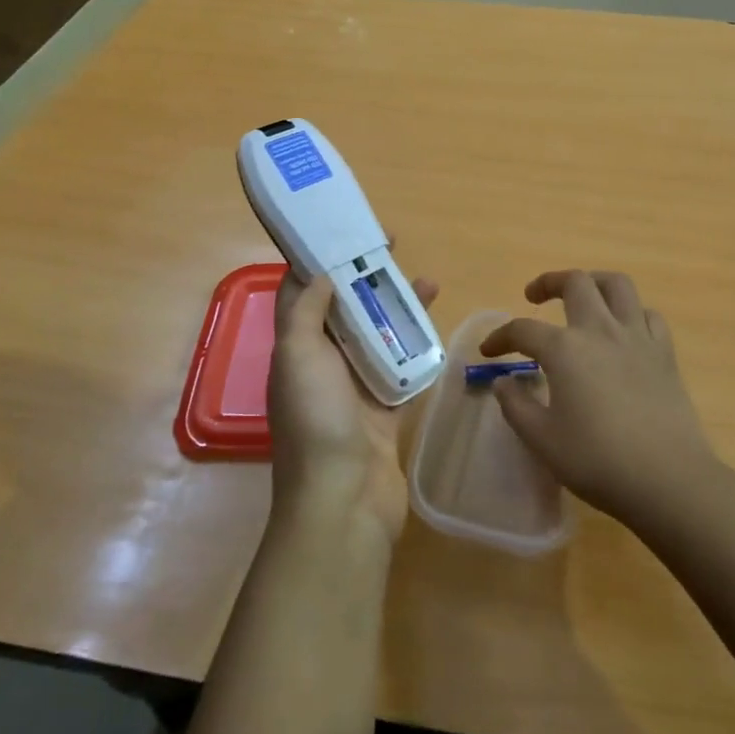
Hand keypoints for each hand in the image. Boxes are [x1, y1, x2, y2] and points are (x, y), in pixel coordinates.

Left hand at [268, 271, 438, 543]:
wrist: (344, 500)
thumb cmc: (316, 420)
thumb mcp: (298, 356)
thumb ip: (305, 311)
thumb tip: (319, 270)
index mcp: (296, 348)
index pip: (304, 292)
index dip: (321, 258)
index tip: (347, 233)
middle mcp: (323, 363)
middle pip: (346, 308)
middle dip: (367, 277)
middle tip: (395, 250)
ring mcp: (356, 387)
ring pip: (379, 334)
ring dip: (399, 308)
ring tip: (430, 282)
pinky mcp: (386, 407)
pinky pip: (404, 367)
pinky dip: (419, 346)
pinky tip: (438, 327)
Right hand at [480, 270, 716, 525]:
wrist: (668, 480)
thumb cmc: (598, 461)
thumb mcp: (542, 440)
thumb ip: (516, 406)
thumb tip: (503, 382)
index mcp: (565, 349)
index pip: (523, 329)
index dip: (500, 337)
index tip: (489, 352)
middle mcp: (600, 330)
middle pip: (575, 283)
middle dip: (549, 282)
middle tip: (534, 297)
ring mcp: (637, 337)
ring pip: (617, 285)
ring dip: (594, 282)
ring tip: (583, 296)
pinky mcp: (664, 353)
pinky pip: (648, 315)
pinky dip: (632, 313)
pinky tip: (624, 330)